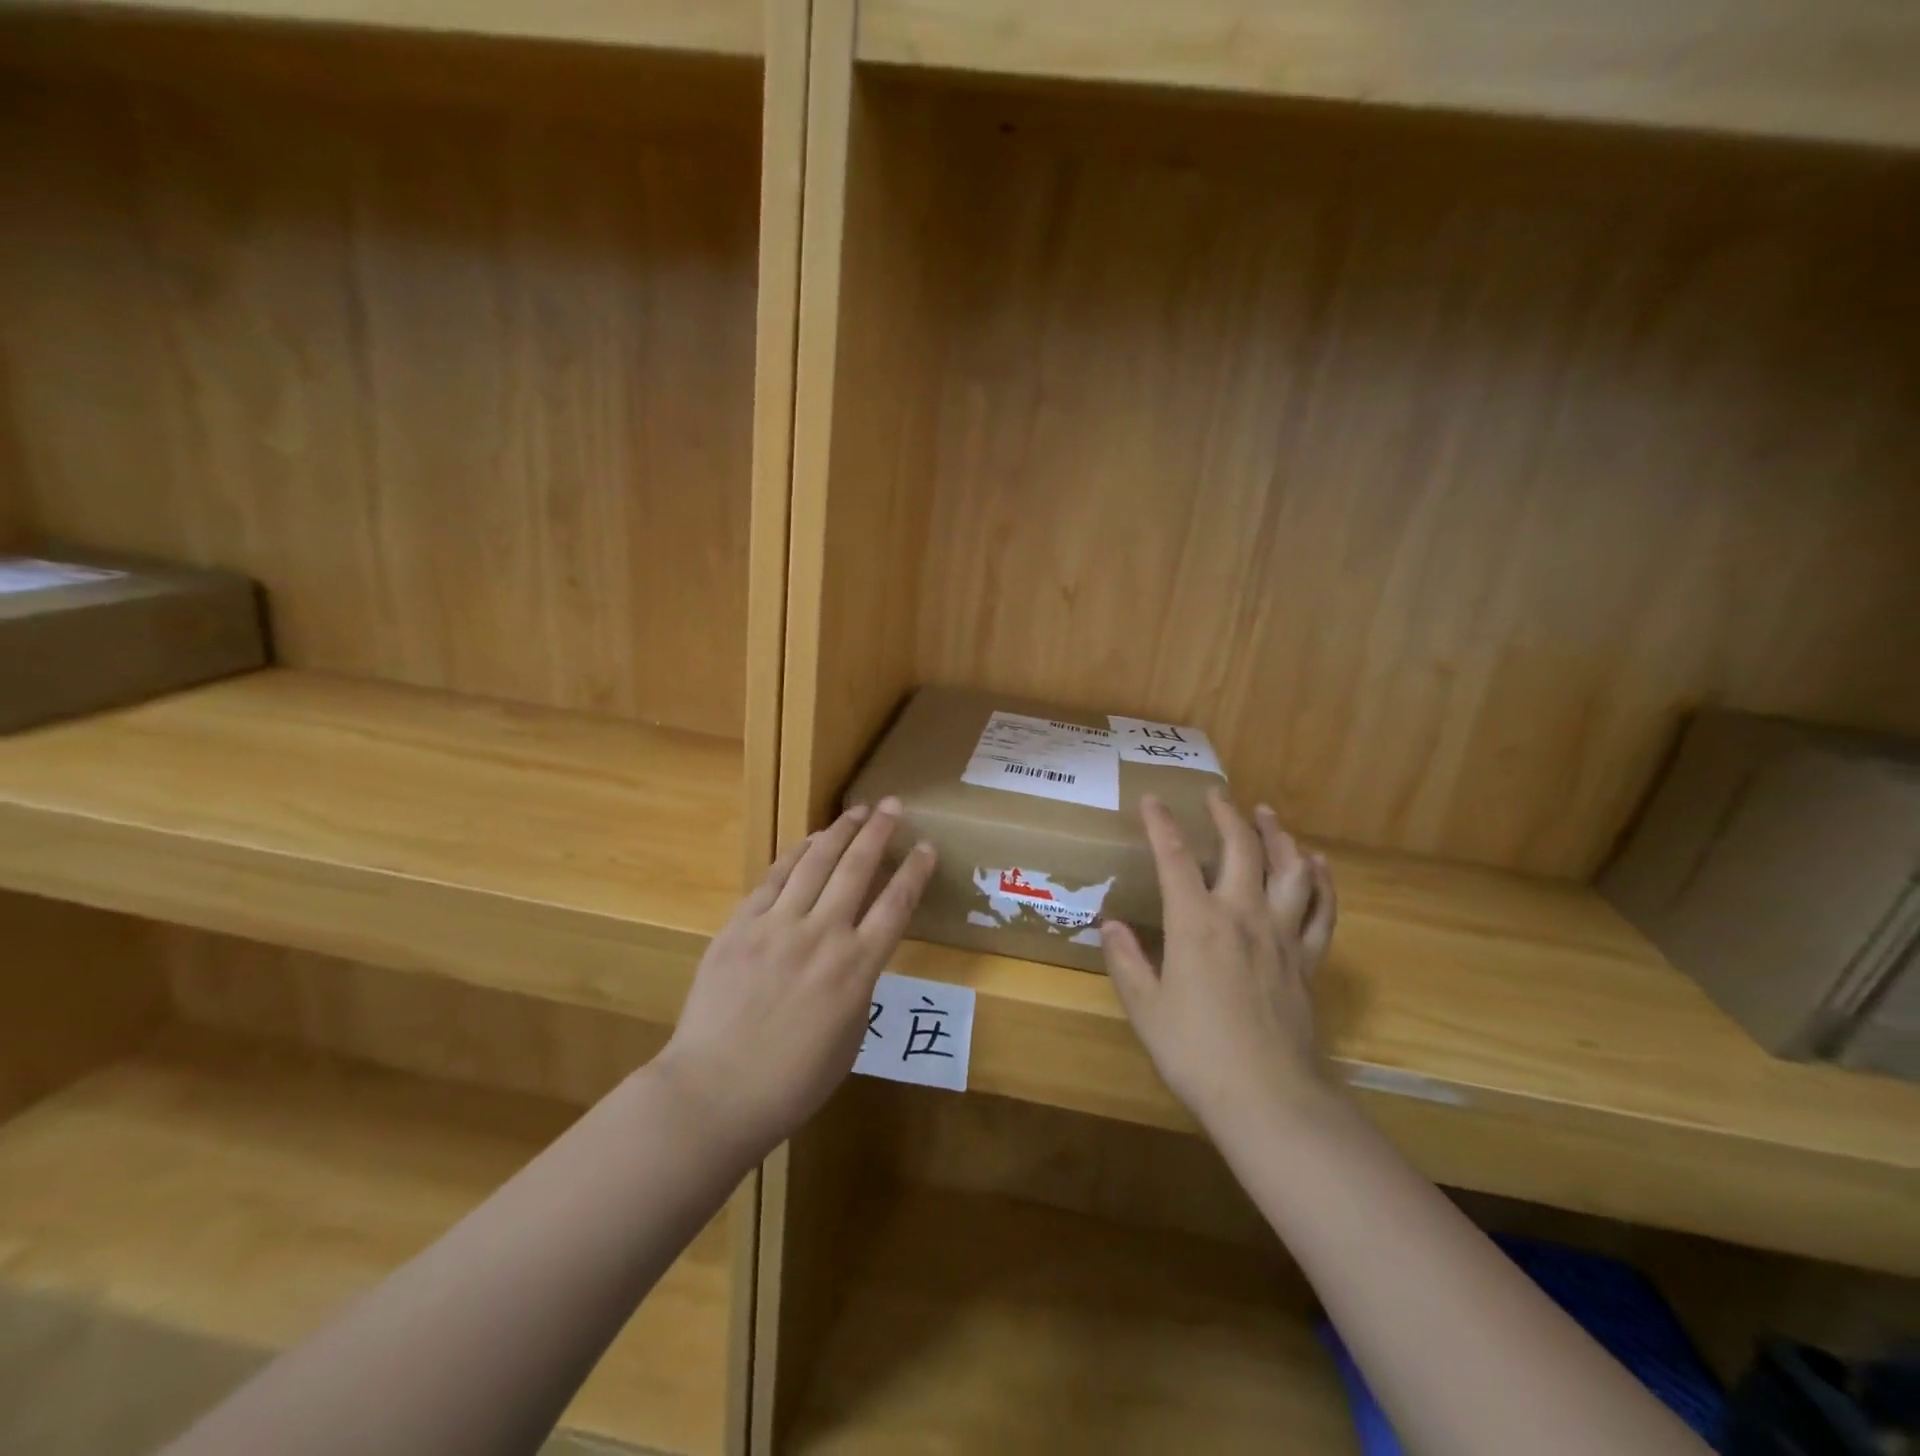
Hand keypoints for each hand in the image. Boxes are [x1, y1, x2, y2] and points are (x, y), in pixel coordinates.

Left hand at [657, 799, 936, 1158]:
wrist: (714, 1092)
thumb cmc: (791, 1081)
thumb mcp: (850, 1039)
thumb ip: (860, 986)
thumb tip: (857, 952)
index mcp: (856, 970)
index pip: (896, 905)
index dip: (915, 872)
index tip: (926, 847)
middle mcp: (822, 936)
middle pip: (858, 869)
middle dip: (880, 832)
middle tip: (892, 805)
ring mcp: (778, 926)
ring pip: (816, 863)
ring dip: (840, 831)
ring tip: (857, 811)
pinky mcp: (741, 925)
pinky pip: (774, 878)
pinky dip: (796, 854)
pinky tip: (810, 841)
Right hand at [1101, 791, 1336, 1135]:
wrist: (1268, 1098)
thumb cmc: (1196, 1052)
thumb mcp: (1145, 1007)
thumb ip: (1126, 960)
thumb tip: (1111, 924)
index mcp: (1196, 923)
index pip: (1174, 858)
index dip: (1161, 825)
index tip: (1152, 800)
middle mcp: (1242, 915)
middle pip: (1240, 849)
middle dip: (1226, 815)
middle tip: (1217, 794)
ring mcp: (1282, 935)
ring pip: (1287, 869)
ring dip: (1278, 835)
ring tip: (1268, 814)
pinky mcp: (1308, 959)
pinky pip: (1322, 909)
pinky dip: (1321, 881)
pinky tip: (1317, 864)